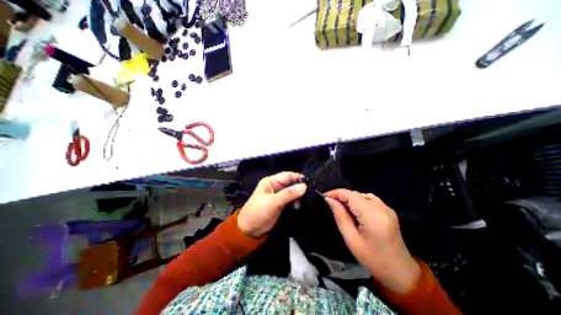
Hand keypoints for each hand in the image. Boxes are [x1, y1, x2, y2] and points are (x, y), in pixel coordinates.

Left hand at [236, 172, 305, 236]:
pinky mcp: (281, 204)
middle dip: (299, 187)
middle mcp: (275, 186)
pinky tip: (299, 206)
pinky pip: (291, 200)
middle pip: (291, 183)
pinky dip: (296, 202)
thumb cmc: (258, 212)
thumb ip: (288, 194)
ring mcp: (278, 196)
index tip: (309, 183)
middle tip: (310, 193)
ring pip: (292, 192)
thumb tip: (304, 186)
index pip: (287, 175)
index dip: (298, 178)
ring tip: (305, 201)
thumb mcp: (273, 202)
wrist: (249, 230)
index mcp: (271, 181)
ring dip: (298, 196)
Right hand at [322, 189, 417, 295]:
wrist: (400, 271)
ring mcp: (387, 208)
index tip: (324, 196)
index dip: (336, 193)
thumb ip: (340, 216)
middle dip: (342, 196)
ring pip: (362, 195)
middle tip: (330, 202)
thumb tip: (329, 200)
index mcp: (373, 217)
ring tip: (341, 206)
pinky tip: (355, 210)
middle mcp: (382, 208)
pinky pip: (370, 199)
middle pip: (357, 194)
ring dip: (350, 198)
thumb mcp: (351, 239)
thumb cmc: (372, 258)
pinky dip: (359, 200)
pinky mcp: (388, 210)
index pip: (351, 195)